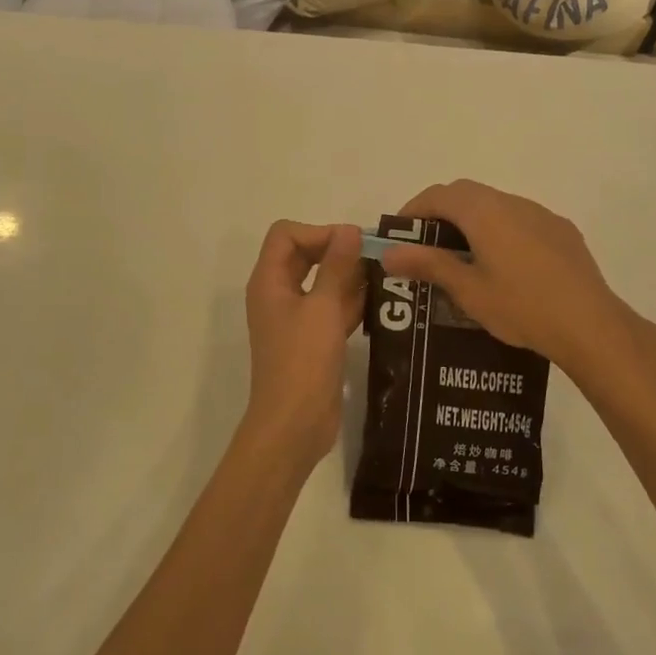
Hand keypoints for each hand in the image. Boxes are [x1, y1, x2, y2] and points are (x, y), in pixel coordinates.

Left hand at [243, 221, 365, 462]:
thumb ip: (337, 266)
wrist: (294, 424)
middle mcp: (279, 294)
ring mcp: (296, 318)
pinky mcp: (313, 339)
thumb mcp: (323, 308)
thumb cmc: (303, 361)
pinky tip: (381, 302)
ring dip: (349, 276)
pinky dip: (351, 302)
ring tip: (385, 275)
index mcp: (269, 281)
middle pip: (304, 255)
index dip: (317, 232)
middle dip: (337, 251)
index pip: (286, 235)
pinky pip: (331, 308)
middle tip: (374, 256)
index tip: (350, 243)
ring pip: (322, 282)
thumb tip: (349, 230)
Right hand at [380, 180, 640, 379]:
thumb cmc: (521, 307)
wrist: (590, 325)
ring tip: (463, 257)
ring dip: (473, 221)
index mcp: (484, 211)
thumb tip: (388, 253)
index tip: (399, 234)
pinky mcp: (562, 230)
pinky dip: (501, 230)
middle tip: (426, 245)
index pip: (438, 195)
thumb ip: (428, 264)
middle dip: (441, 212)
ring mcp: (541, 214)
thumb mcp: (467, 290)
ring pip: (496, 205)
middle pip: (467, 194)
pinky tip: (505, 266)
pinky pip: (521, 220)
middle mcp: (512, 202)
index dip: (414, 210)